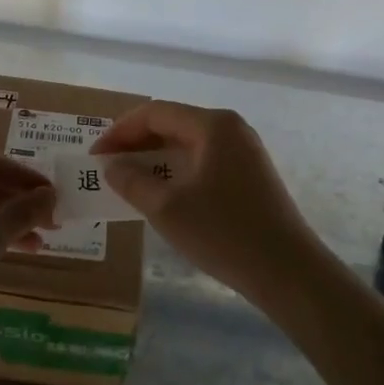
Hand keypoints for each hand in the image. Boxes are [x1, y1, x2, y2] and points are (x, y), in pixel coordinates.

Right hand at [90, 101, 330, 303]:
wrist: (288, 272)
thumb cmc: (224, 234)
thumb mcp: (167, 208)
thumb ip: (133, 181)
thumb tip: (112, 166)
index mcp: (212, 125)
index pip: (155, 113)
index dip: (120, 131)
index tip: (95, 156)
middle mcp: (231, 128)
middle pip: (173, 123)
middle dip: (136, 142)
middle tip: (107, 166)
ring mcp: (244, 151)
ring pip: (188, 143)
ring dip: (156, 157)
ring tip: (128, 179)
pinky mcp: (251, 174)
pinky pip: (204, 160)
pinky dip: (177, 169)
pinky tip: (162, 192)